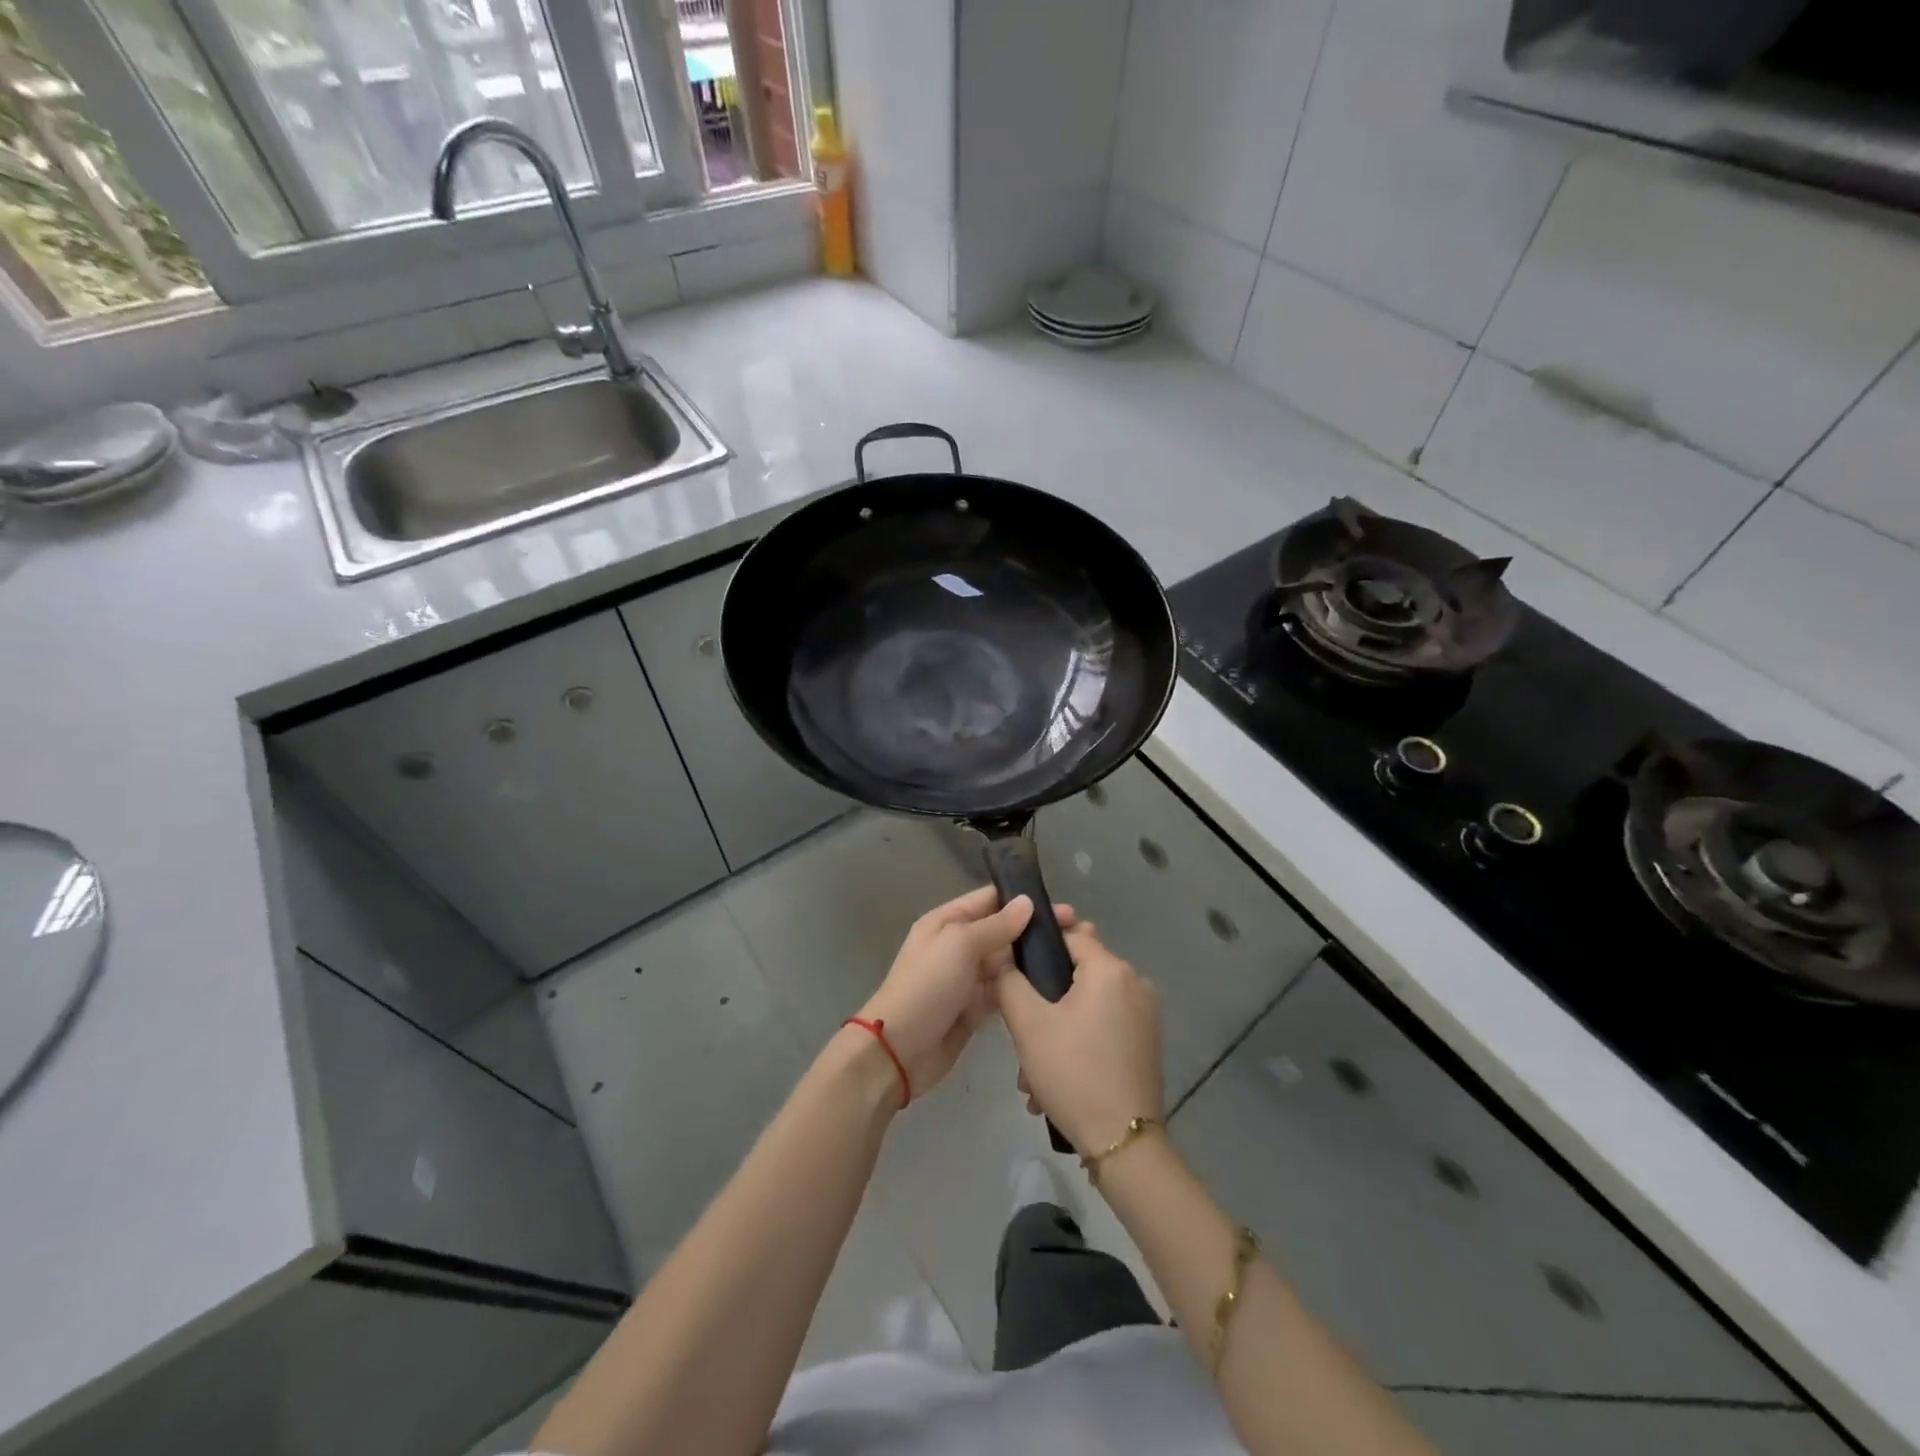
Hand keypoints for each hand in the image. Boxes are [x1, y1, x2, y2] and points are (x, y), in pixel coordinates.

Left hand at [855, 886, 1074, 1099]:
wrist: (900, 1050)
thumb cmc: (927, 986)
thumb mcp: (960, 945)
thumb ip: (996, 925)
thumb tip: (1027, 902)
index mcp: (947, 922)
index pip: (989, 900)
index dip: (1022, 900)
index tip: (1061, 905)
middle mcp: (958, 945)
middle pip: (1002, 931)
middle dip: (1035, 930)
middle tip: (1079, 932)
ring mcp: (967, 978)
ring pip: (1006, 962)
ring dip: (1033, 959)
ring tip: (1073, 957)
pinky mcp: (975, 1009)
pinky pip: (1004, 990)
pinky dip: (1023, 987)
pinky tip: (1053, 986)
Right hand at [996, 923, 1162, 1154]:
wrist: (1124, 1143)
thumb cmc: (1073, 1073)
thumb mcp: (1028, 1024)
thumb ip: (1010, 982)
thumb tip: (1003, 960)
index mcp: (1111, 969)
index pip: (1070, 934)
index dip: (1039, 947)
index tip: (1013, 971)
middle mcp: (1135, 983)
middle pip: (1077, 973)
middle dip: (1044, 1000)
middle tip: (1020, 1030)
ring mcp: (1145, 1016)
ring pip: (1087, 1006)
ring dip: (1056, 1030)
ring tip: (1031, 1073)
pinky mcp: (1146, 1043)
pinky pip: (1103, 1027)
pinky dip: (1078, 1044)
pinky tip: (1055, 1081)